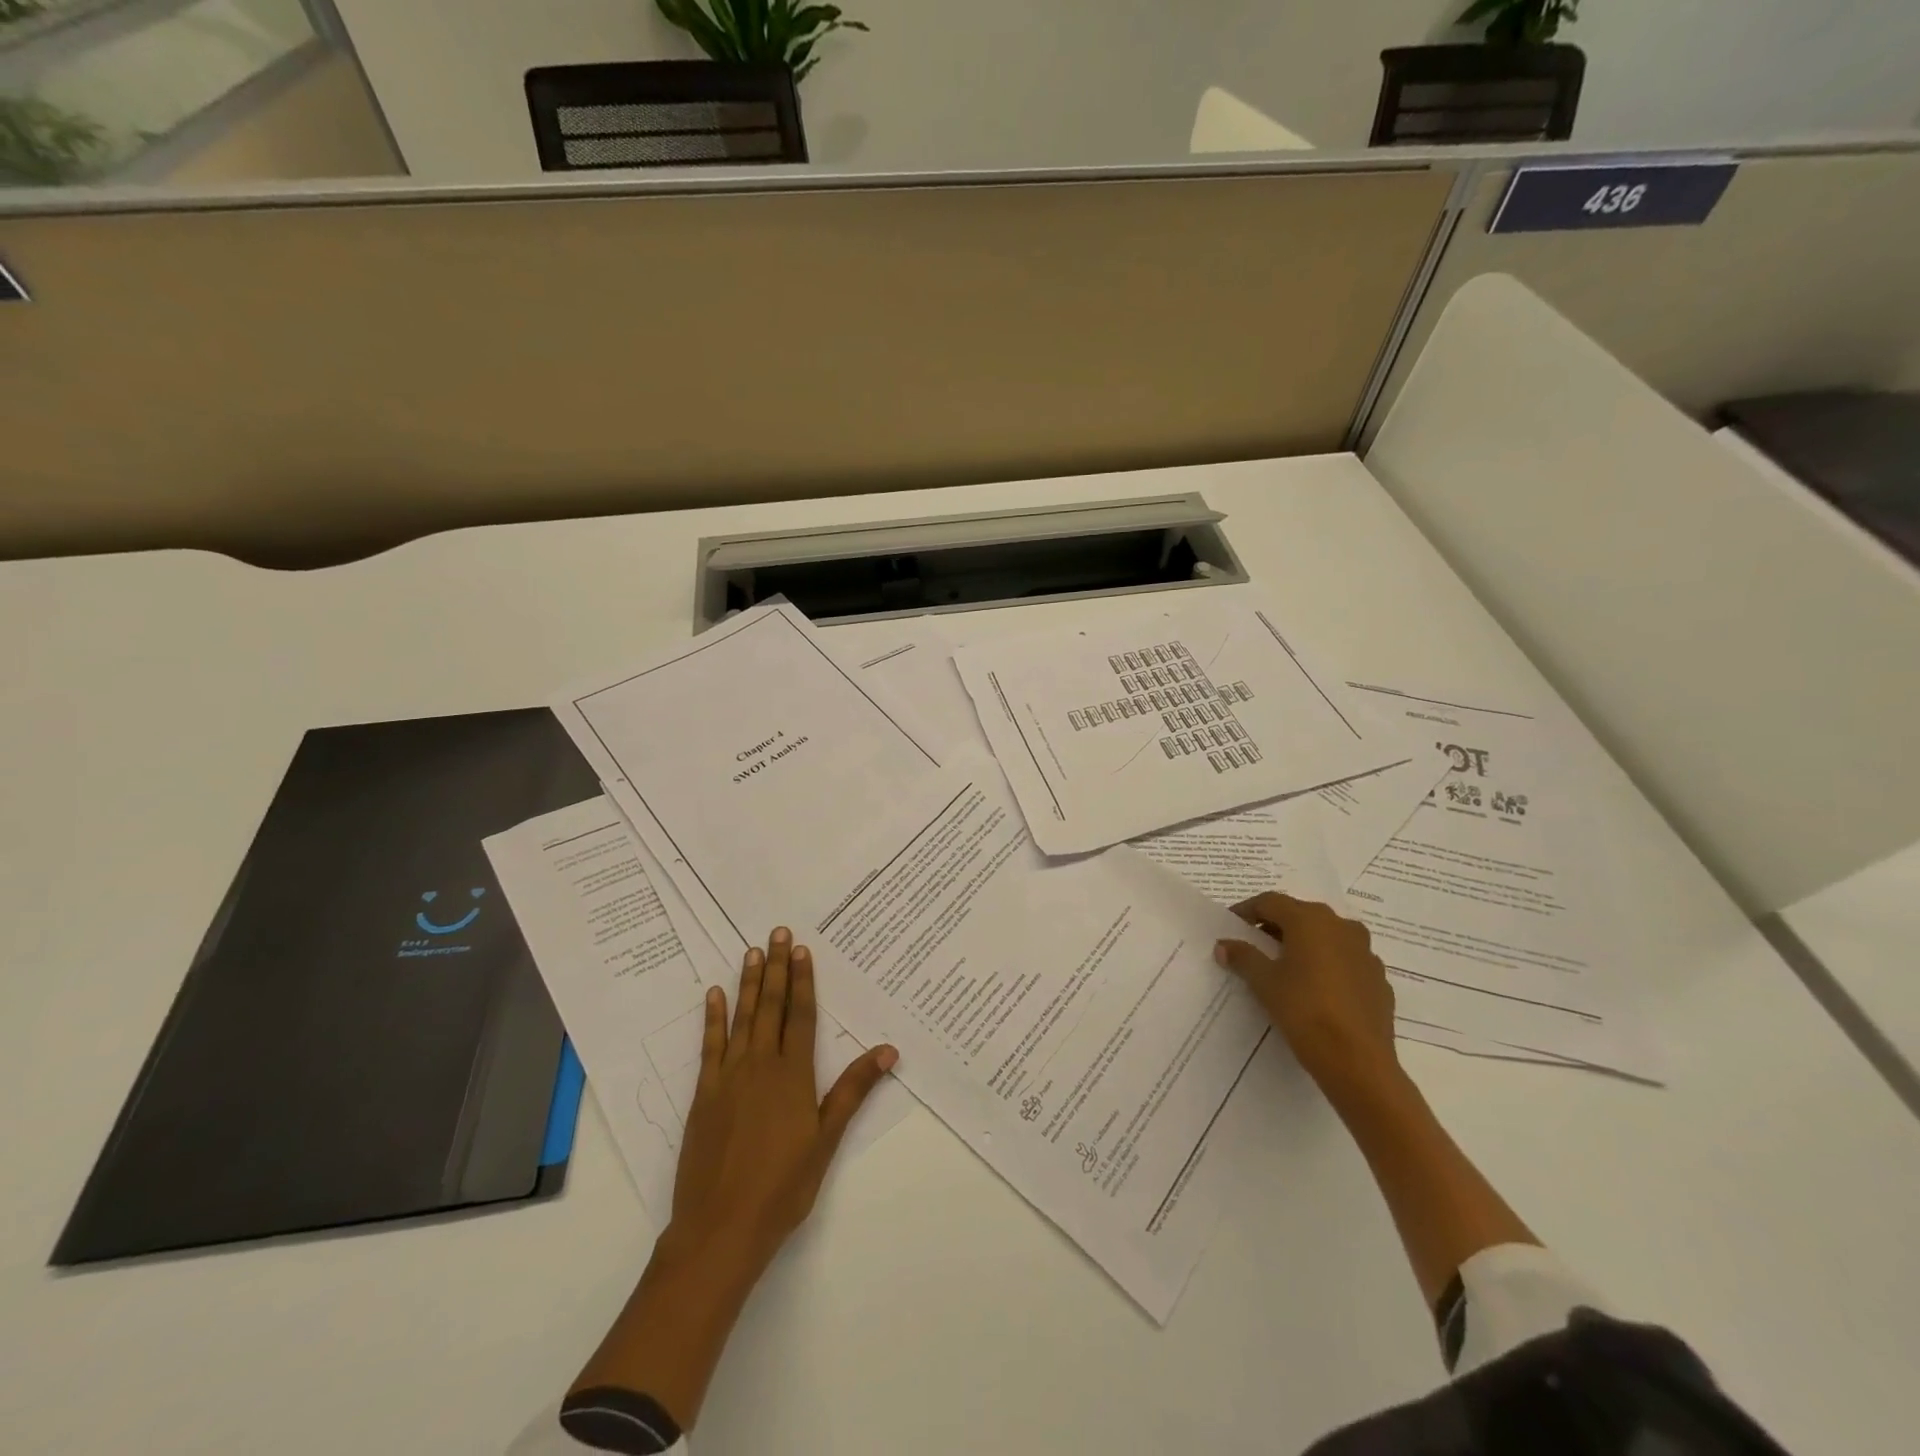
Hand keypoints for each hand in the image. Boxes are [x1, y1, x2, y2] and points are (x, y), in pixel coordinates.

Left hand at [666, 927, 897, 1282]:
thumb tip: (888, 1049)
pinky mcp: (704, 1094)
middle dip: (776, 968)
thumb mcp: (826, 1139)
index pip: (801, 1016)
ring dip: (749, 983)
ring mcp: (728, 1077)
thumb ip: (853, 1090)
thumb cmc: (783, 1186)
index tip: (801, 949)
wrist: (720, 1228)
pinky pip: (710, 1045)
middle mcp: (760, 1065)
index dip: (803, 980)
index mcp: (793, 1075)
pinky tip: (714, 995)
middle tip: (776, 932)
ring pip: (742, 1018)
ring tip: (751, 952)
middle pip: (771, 1007)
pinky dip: (713, 1018)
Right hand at [1214, 892, 1399, 1099]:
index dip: (1246, 910)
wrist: (1359, 1062)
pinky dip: (1327, 966)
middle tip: (1254, 944)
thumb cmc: (1305, 1011)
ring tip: (1285, 966)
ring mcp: (1366, 953)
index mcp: (1311, 920)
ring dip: (1304, 944)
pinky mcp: (1379, 980)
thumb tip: (1224, 944)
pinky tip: (1316, 989)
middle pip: (1301, 916)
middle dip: (1275, 926)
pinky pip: (1346, 961)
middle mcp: (1342, 927)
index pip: (1270, 902)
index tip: (1231, 925)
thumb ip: (1243, 957)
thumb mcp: (1264, 982)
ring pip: (1327, 937)